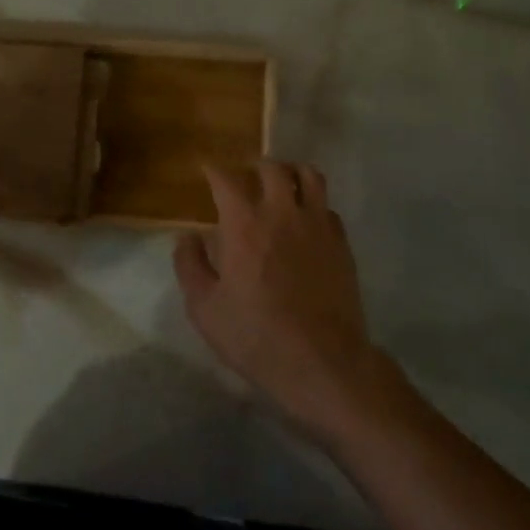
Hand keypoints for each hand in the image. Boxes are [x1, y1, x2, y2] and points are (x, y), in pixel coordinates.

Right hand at [174, 160, 386, 440]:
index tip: (206, 169)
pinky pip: (328, 207)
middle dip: (254, 166)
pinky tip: (305, 222)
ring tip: (281, 185)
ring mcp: (318, 226)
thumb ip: (190, 265)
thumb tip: (187, 236)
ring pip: (309, 176)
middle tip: (245, 177)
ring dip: (291, 173)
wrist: (322, 363)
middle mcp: (283, 213)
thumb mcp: (205, 308)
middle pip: (272, 168)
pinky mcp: (342, 244)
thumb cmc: (255, 336)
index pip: (226, 178)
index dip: (213, 169)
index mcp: (244, 224)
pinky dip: (314, 204)